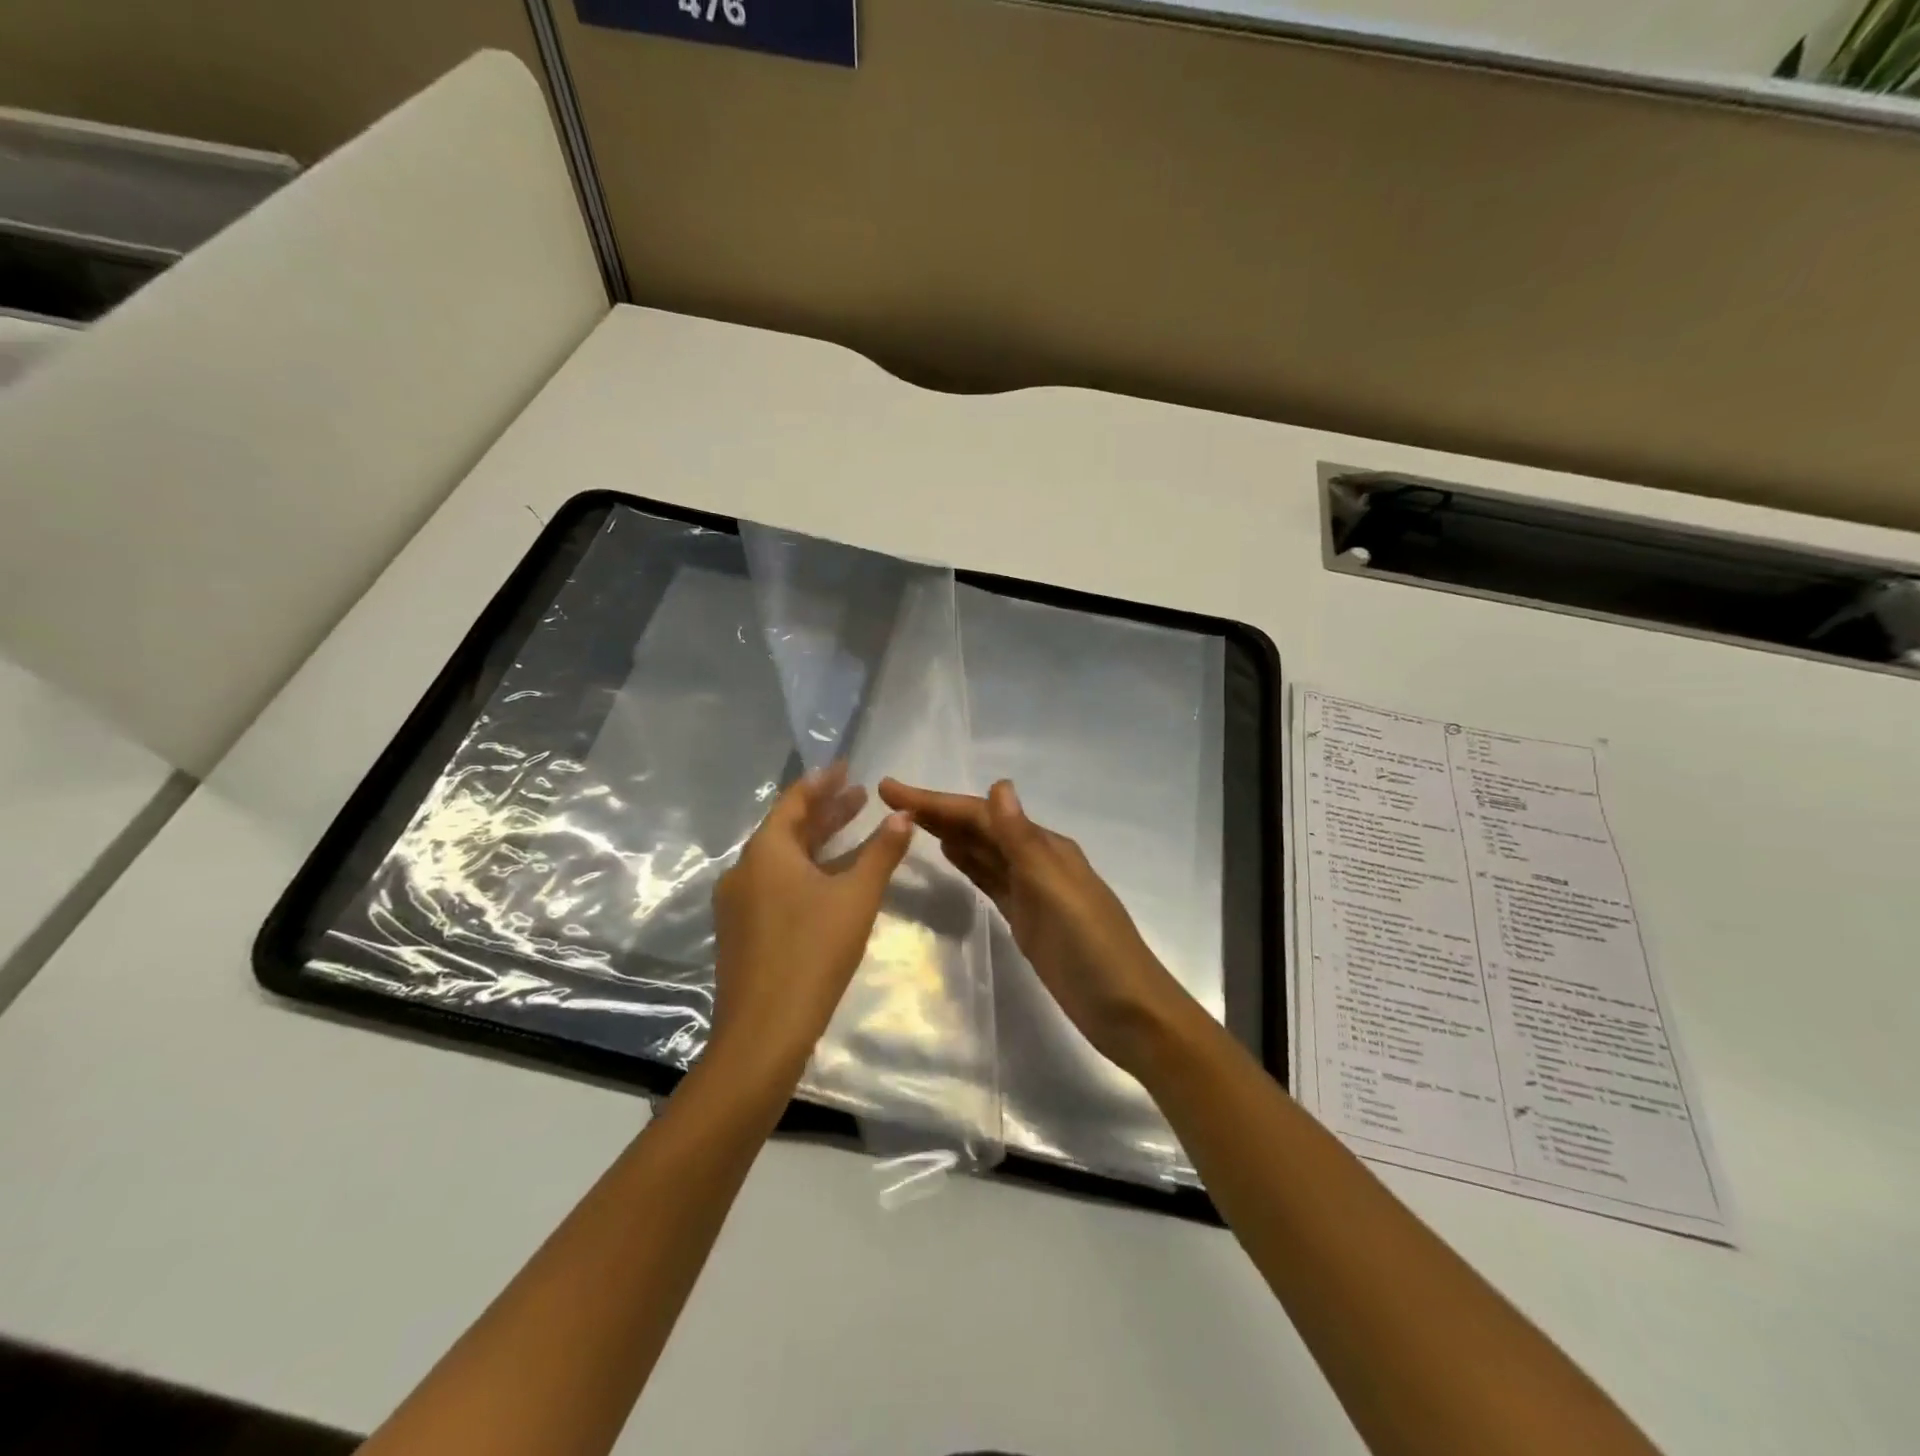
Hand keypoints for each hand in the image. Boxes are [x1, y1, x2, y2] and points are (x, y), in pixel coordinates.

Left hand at [711, 764, 913, 1076]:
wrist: (763, 1033)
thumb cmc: (813, 953)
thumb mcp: (857, 897)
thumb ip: (881, 853)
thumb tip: (904, 815)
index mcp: (766, 852)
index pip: (795, 800)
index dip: (823, 782)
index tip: (845, 767)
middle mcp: (745, 870)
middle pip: (788, 829)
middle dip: (825, 811)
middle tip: (859, 796)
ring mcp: (739, 903)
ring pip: (782, 859)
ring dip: (817, 842)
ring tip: (852, 831)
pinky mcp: (742, 931)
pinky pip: (776, 884)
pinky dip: (805, 871)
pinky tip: (830, 882)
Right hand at [877, 777, 1195, 1070]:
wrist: (1127, 1011)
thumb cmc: (1092, 949)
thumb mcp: (1055, 891)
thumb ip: (1023, 841)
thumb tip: (999, 785)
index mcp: (1045, 848)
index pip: (982, 815)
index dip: (936, 801)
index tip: (891, 788)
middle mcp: (1037, 861)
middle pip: (979, 828)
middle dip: (937, 812)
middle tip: (889, 800)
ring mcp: (1032, 891)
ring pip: (983, 852)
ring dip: (950, 833)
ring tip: (910, 820)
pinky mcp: (1027, 918)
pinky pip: (991, 880)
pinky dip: (970, 864)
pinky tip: (951, 856)